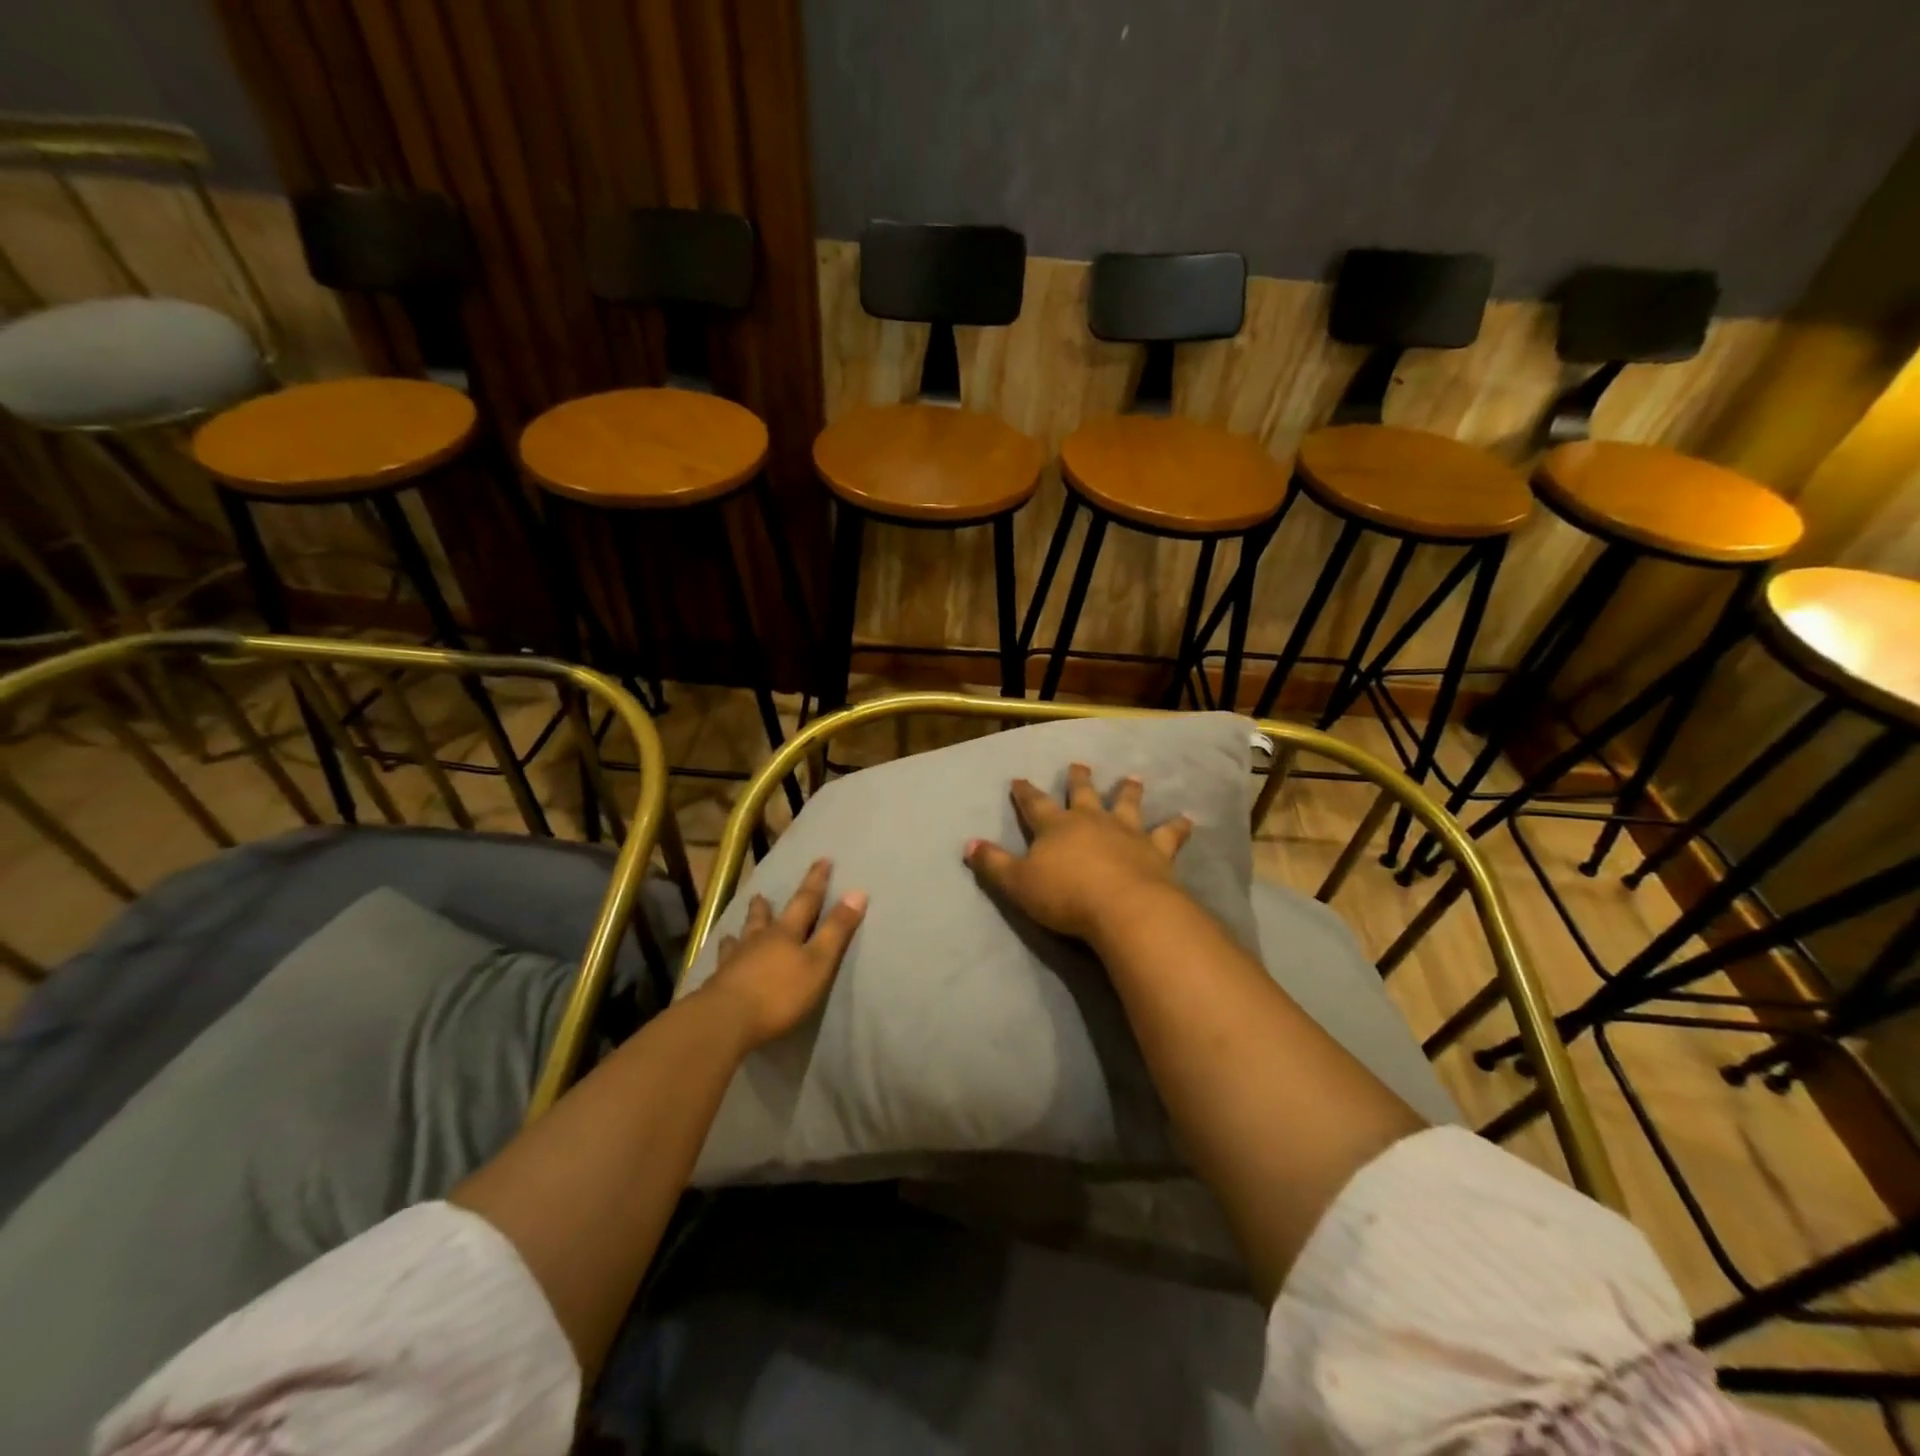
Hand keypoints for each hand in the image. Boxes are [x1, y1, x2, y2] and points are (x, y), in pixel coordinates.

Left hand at [703, 858, 866, 1049]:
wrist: (726, 1020)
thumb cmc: (780, 993)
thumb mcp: (818, 963)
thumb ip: (837, 930)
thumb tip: (857, 892)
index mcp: (786, 933)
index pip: (806, 901)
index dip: (816, 881)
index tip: (823, 860)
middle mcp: (759, 940)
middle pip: (764, 918)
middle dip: (767, 906)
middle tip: (761, 894)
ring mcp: (734, 960)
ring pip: (740, 938)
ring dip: (743, 929)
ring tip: (735, 927)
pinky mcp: (718, 982)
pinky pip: (721, 963)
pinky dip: (724, 956)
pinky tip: (719, 959)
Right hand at [963, 764, 1192, 941]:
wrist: (1122, 907)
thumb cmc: (1065, 895)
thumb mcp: (1018, 884)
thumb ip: (993, 864)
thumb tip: (967, 844)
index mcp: (1056, 827)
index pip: (1035, 804)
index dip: (1025, 792)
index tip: (1019, 778)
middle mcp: (1092, 821)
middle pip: (1083, 794)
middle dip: (1079, 780)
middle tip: (1079, 764)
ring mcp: (1126, 833)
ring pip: (1127, 805)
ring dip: (1128, 792)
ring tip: (1133, 778)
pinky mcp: (1156, 850)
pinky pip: (1169, 835)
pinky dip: (1177, 827)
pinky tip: (1187, 820)